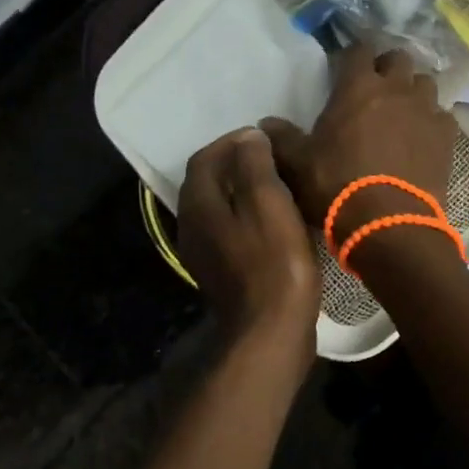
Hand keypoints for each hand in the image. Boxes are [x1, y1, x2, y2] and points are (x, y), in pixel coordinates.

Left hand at [178, 128, 320, 371]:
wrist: (270, 332)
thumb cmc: (274, 263)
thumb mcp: (268, 203)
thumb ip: (255, 165)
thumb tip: (249, 137)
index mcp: (198, 205)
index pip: (204, 158)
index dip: (231, 141)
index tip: (263, 136)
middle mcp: (191, 227)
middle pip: (207, 182)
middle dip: (235, 164)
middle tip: (271, 157)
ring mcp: (203, 254)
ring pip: (218, 208)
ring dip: (241, 190)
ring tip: (276, 184)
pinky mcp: (221, 273)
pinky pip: (228, 230)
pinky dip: (246, 215)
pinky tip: (273, 221)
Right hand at [261, 44, 458, 251]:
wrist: (388, 224)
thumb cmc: (337, 186)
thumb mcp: (298, 164)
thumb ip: (281, 138)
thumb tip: (265, 124)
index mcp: (358, 87)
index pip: (358, 49)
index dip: (351, 56)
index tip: (344, 69)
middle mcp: (396, 89)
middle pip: (399, 58)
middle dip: (387, 67)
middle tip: (375, 87)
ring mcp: (426, 111)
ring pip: (425, 83)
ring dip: (412, 91)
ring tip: (402, 111)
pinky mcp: (447, 137)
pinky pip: (442, 117)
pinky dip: (431, 122)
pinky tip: (422, 138)